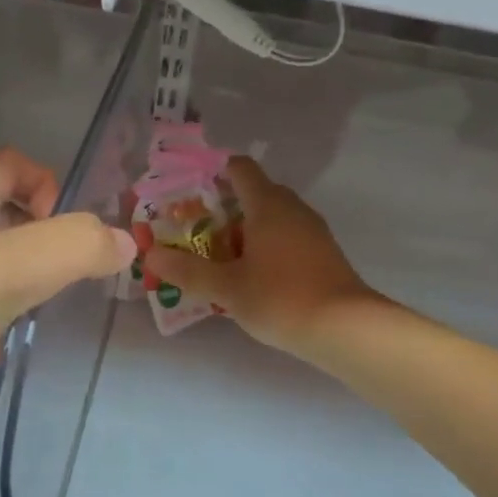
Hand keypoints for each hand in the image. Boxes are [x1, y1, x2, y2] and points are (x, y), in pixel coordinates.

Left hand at [0, 149, 134, 434]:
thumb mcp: (10, 268)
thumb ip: (75, 247)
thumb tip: (125, 243)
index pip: (7, 162)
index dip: (44, 180)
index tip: (63, 227)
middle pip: (4, 212)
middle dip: (44, 235)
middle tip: (68, 274)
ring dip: (26, 279)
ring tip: (43, 311)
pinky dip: (0, 318)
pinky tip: (4, 346)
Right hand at [147, 156, 375, 354]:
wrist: (345, 328)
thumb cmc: (280, 298)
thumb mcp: (226, 288)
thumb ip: (187, 271)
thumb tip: (151, 255)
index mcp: (267, 204)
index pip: (240, 169)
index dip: (214, 173)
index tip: (189, 192)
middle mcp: (292, 208)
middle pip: (254, 194)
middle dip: (223, 210)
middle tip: (194, 232)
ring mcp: (312, 230)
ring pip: (271, 219)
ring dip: (244, 232)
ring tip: (217, 259)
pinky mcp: (323, 253)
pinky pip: (286, 238)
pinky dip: (265, 247)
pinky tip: (251, 277)